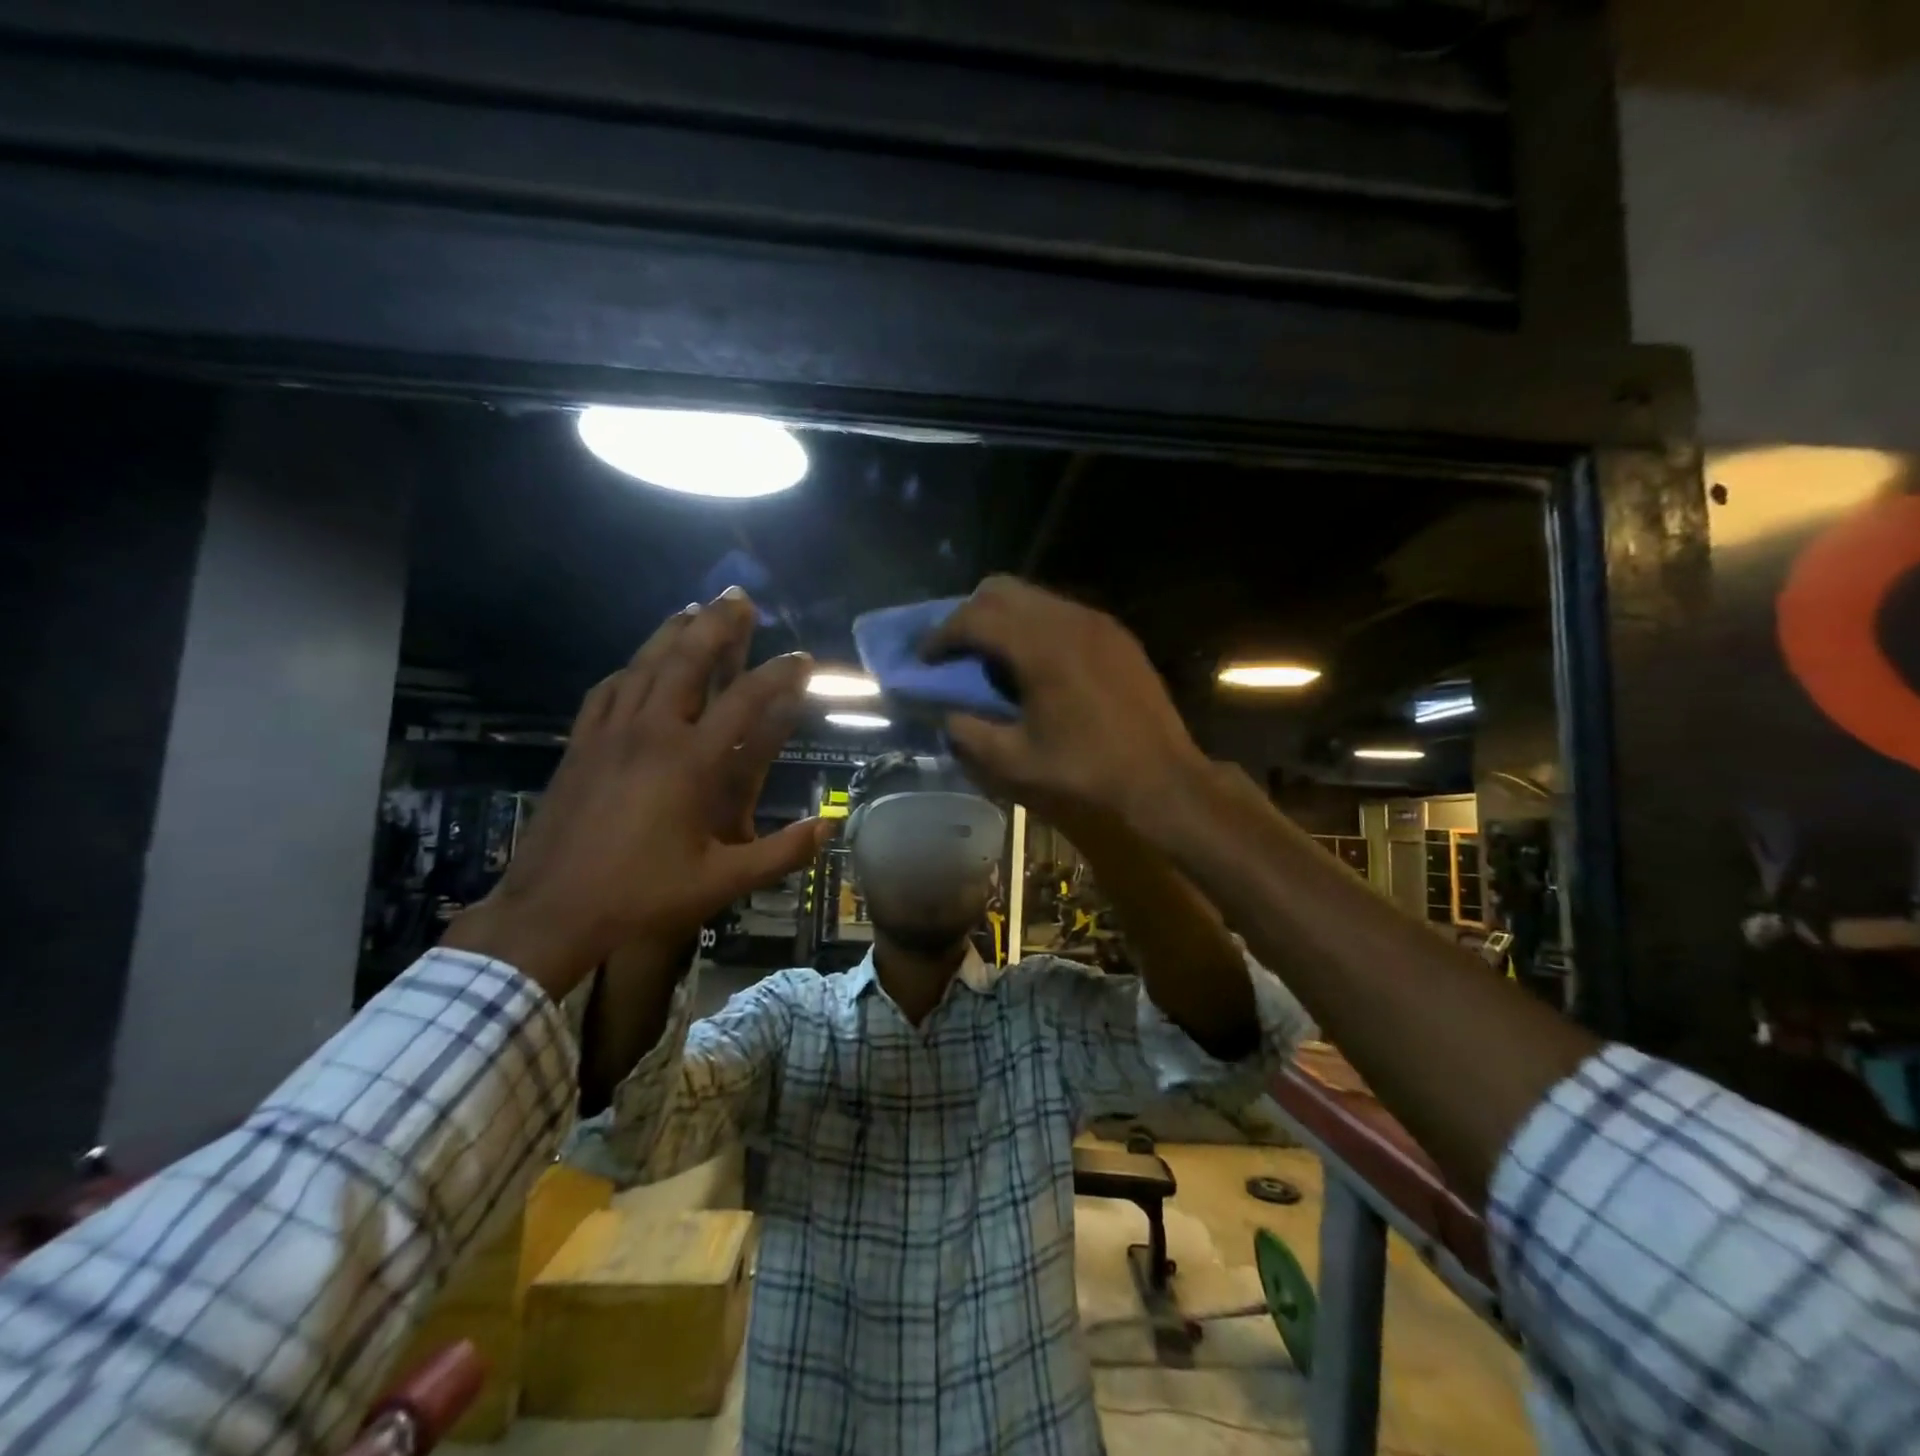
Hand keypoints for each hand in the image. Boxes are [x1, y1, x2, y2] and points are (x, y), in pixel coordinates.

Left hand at [443, 590, 824, 999]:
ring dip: (671, 632)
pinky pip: (607, 690)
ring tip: (694, 608)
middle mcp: (650, 734)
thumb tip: (829, 828)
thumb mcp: (720, 883)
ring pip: (643, 665)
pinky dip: (630, 668)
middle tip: (739, 596)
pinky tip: (638, 664)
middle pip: (686, 660)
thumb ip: (780, 854)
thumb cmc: (641, 896)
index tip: (802, 657)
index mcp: (689, 763)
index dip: (778, 675)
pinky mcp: (580, 745)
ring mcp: (609, 735)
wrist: (551, 911)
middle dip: (717, 624)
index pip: (745, 702)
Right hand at [922, 577, 1209, 832]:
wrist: (1164, 783)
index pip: (975, 617)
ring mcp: (1099, 624)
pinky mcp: (1117, 637)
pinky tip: (1034, 665)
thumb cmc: (1086, 776)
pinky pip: (1063, 614)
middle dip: (969, 614)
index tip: (924, 658)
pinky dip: (1035, 627)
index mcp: (1041, 647)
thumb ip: (969, 733)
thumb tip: (948, 714)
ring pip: (1035, 597)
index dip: (941, 635)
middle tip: (954, 652)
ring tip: (990, 657)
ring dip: (1003, 618)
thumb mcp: (1014, 764)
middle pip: (1002, 590)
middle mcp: (1070, 620)